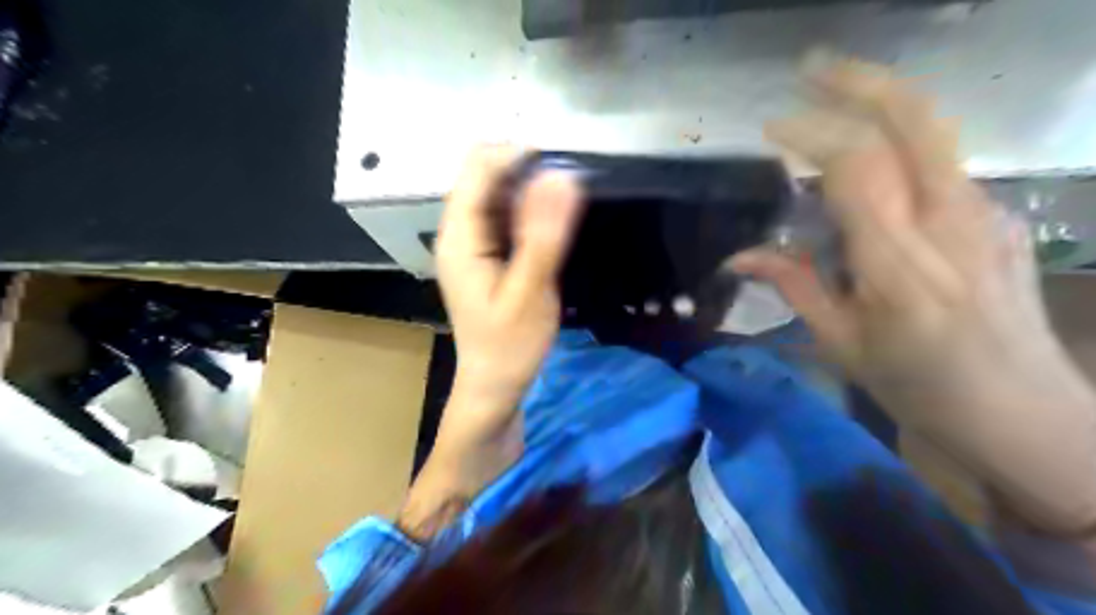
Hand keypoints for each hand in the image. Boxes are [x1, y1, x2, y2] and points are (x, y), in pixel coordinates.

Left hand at [433, 146, 580, 486]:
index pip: (478, 168)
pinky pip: (503, 216)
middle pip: (484, 175)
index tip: (562, 165)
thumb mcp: (531, 292)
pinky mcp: (484, 254)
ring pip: (496, 193)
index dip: (518, 154)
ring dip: (529, 189)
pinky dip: (527, 210)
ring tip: (564, 207)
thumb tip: (561, 177)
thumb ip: (543, 234)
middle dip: (526, 171)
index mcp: (460, 237)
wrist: (494, 384)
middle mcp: (458, 232)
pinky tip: (549, 225)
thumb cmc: (510, 345)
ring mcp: (470, 243)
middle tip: (568, 191)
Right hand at [735, 60, 1095, 534]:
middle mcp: (951, 225)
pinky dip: (899, 145)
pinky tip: (870, 161)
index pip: (857, 168)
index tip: (771, 127)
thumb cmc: (919, 387)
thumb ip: (794, 286)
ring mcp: (987, 216)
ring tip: (831, 99)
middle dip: (859, 81)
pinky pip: (941, 164)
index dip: (811, 134)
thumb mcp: (841, 344)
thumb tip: (740, 256)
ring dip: (881, 103)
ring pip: (935, 132)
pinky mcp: (1001, 218)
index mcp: (899, 266)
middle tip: (810, 66)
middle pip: (916, 121)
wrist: (1024, 415)